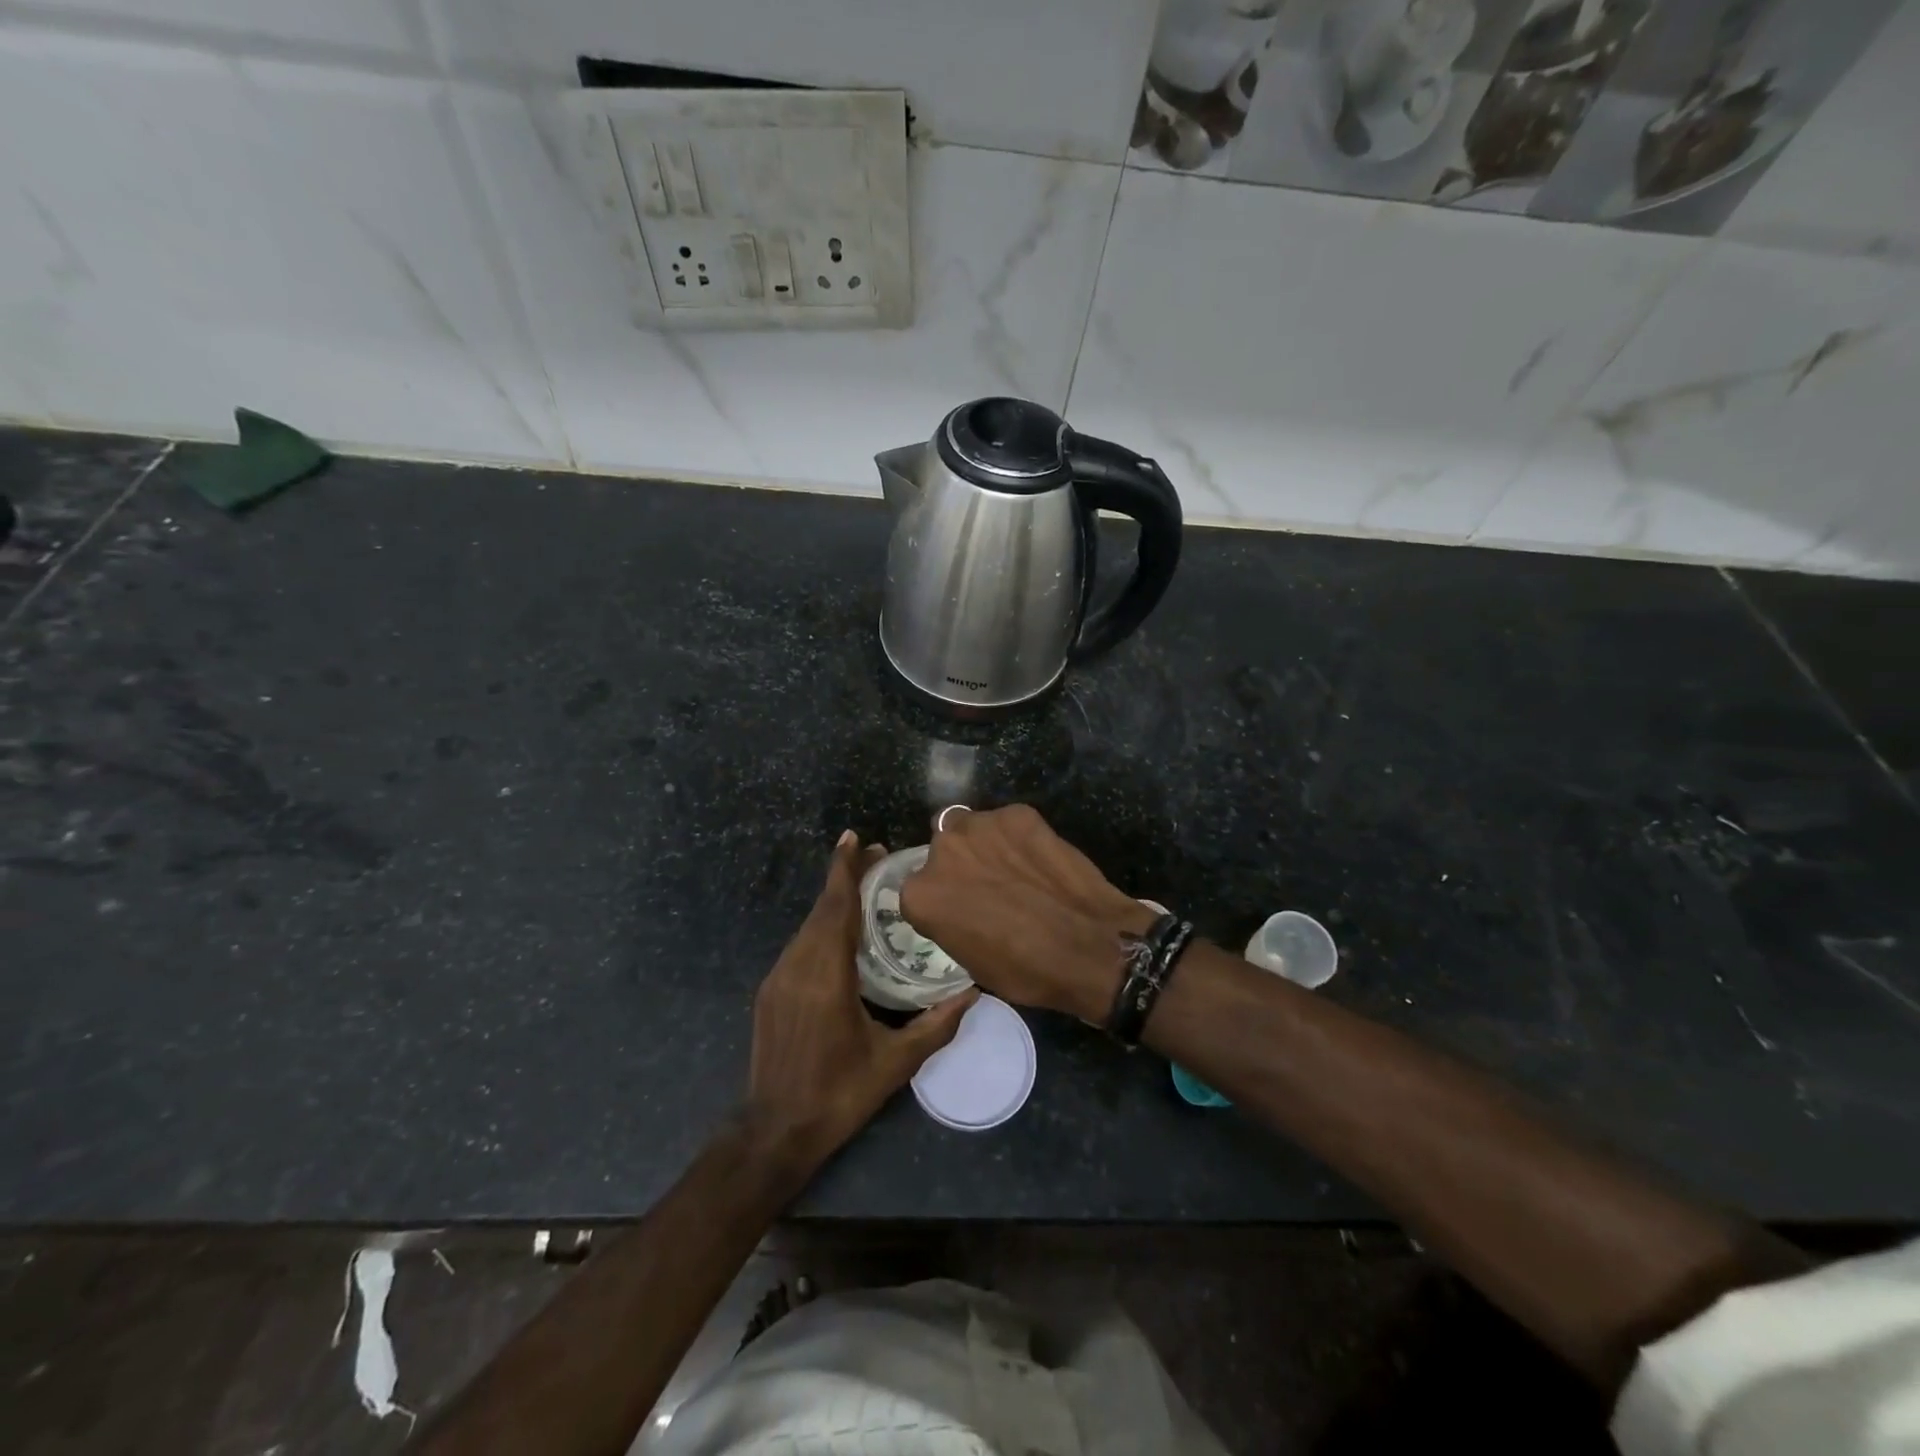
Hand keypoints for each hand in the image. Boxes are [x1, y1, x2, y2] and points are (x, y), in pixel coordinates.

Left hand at [747, 831, 975, 1172]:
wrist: (774, 1132)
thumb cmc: (838, 1095)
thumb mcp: (895, 1063)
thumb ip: (936, 1025)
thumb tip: (974, 993)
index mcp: (826, 977)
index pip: (835, 909)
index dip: (843, 870)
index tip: (854, 838)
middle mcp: (797, 967)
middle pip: (821, 910)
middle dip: (845, 879)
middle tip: (875, 857)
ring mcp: (778, 978)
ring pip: (807, 926)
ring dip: (832, 903)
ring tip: (862, 888)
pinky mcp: (770, 991)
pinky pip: (799, 945)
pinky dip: (820, 927)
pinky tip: (840, 933)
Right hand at [900, 804, 1155, 1022]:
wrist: (1089, 946)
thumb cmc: (1025, 969)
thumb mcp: (970, 961)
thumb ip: (950, 922)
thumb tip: (959, 909)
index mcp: (921, 894)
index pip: (919, 889)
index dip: (942, 899)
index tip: (962, 910)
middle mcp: (942, 850)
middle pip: (942, 848)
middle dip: (960, 863)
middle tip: (989, 885)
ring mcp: (981, 825)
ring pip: (971, 826)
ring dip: (985, 843)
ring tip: (1016, 867)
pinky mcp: (1018, 813)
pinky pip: (1008, 822)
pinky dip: (1019, 836)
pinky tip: (1041, 859)